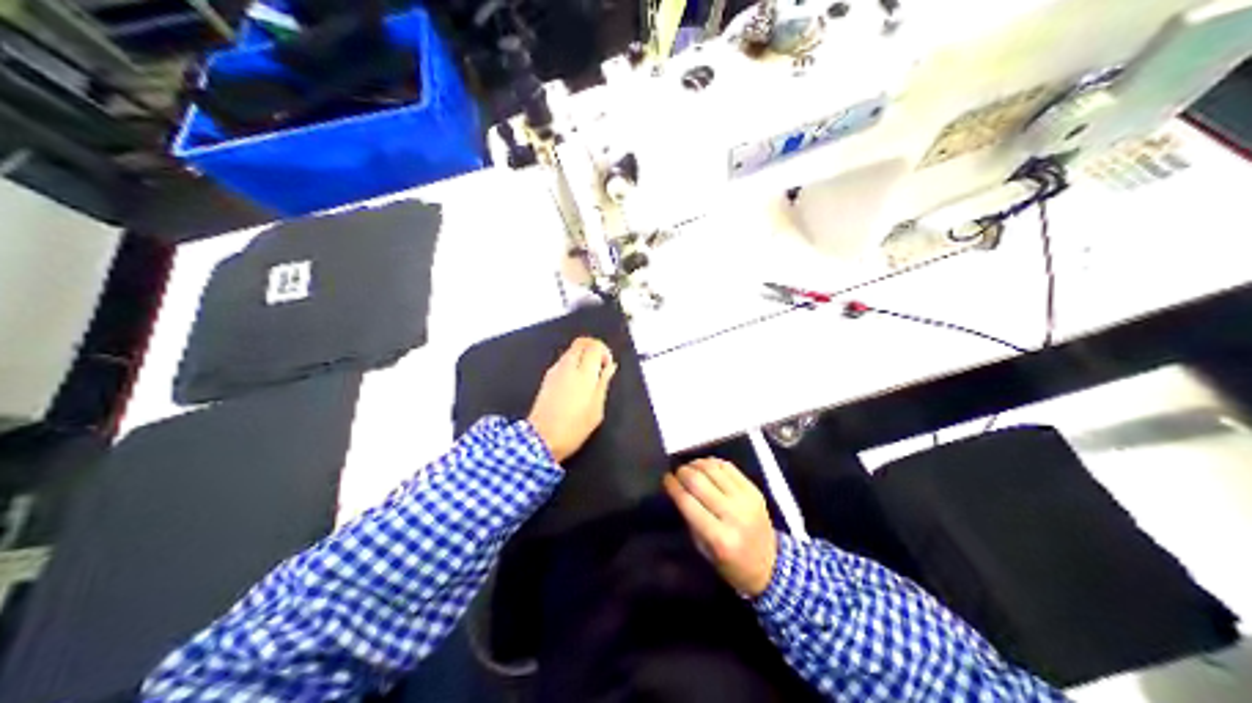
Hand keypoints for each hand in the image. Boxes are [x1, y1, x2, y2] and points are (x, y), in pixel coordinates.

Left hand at [525, 339, 615, 463]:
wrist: (542, 439)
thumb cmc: (574, 427)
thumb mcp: (597, 409)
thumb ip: (603, 383)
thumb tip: (610, 367)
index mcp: (583, 372)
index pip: (594, 346)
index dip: (604, 352)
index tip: (607, 367)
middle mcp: (568, 366)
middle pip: (581, 343)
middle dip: (593, 348)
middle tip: (599, 366)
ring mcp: (554, 371)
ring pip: (571, 351)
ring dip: (582, 357)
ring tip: (589, 378)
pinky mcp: (547, 378)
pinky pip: (563, 362)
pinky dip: (573, 364)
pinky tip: (576, 384)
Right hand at [665, 459, 774, 594]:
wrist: (770, 565)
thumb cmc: (731, 564)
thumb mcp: (704, 550)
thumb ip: (691, 520)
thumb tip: (677, 491)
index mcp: (719, 537)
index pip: (689, 503)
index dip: (673, 487)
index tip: (665, 479)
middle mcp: (733, 515)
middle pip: (700, 482)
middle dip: (683, 473)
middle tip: (676, 473)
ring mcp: (746, 500)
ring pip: (714, 470)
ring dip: (697, 464)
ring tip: (689, 467)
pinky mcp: (755, 491)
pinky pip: (730, 468)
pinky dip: (714, 463)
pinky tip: (705, 466)